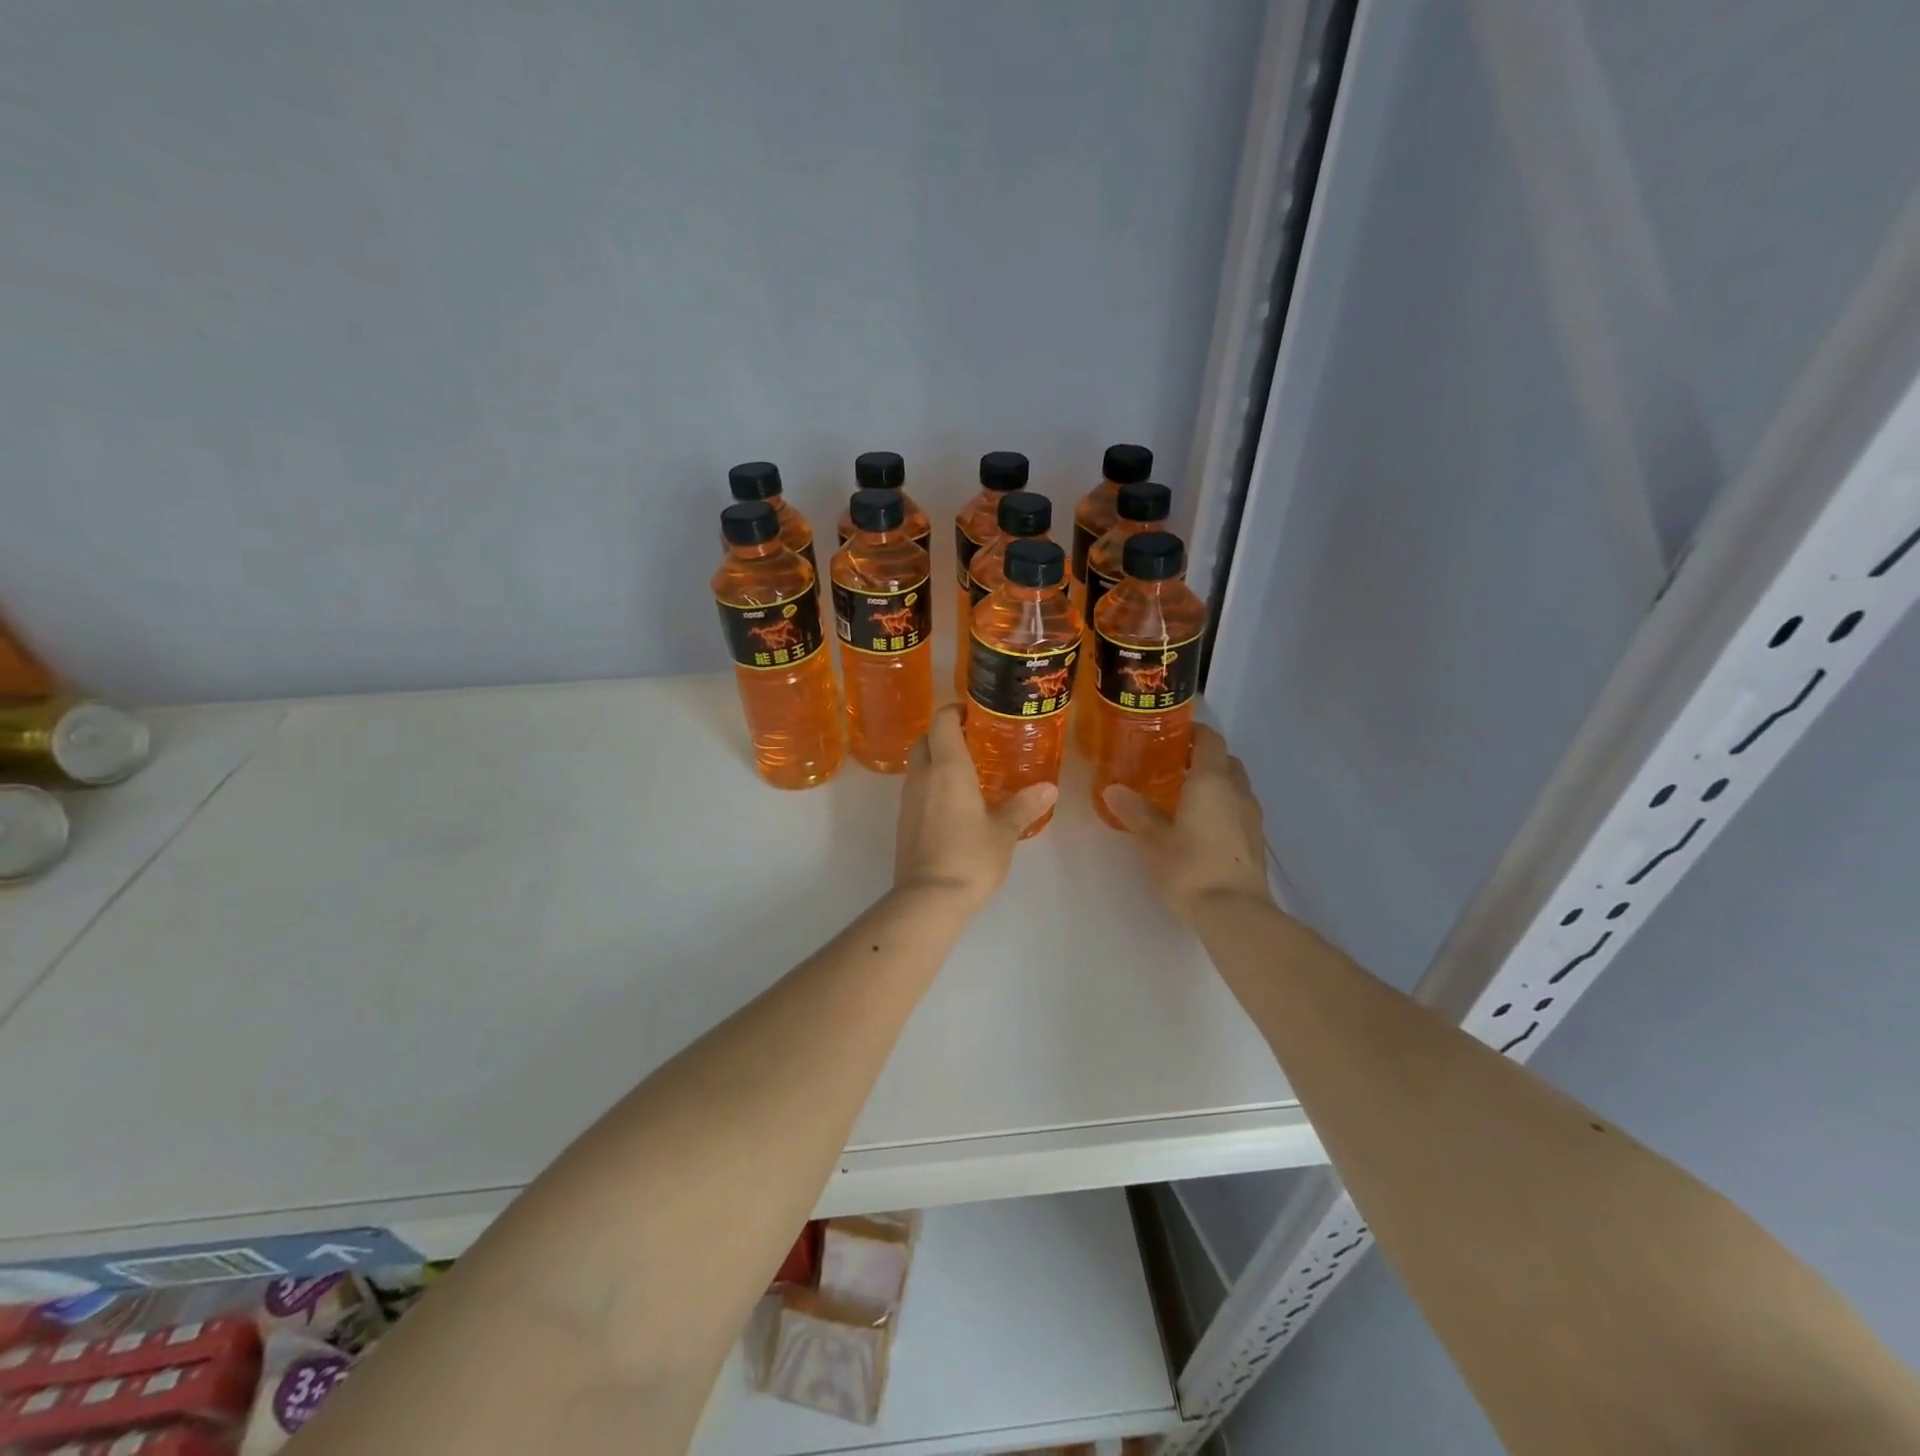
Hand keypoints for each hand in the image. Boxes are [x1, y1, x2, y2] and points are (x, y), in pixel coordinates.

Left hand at [893, 705, 1054, 913]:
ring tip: (966, 772)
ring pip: (918, 765)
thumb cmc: (971, 858)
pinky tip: (953, 802)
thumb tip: (1049, 789)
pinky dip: (931, 784)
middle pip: (924, 740)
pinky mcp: (904, 821)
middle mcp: (923, 777)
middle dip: (943, 734)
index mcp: (948, 769)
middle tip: (972, 741)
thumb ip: (1024, 806)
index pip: (942, 722)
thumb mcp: (1004, 832)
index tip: (973, 713)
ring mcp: (908, 800)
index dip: (954, 711)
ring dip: (936, 760)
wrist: (929, 899)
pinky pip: (916, 789)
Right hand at [1102, 724, 1272, 922]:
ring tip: (1185, 797)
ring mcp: (1251, 816)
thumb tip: (1112, 789)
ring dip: (1216, 783)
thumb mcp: (1154, 840)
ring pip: (1235, 785)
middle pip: (1226, 760)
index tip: (1171, 734)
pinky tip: (1201, 826)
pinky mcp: (1256, 839)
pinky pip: (1239, 808)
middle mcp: (1237, 790)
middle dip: (1204, 758)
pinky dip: (1222, 806)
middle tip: (1173, 767)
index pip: (1210, 740)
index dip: (1193, 732)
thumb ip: (1136, 811)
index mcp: (1211, 781)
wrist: (1235, 912)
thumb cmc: (1190, 867)